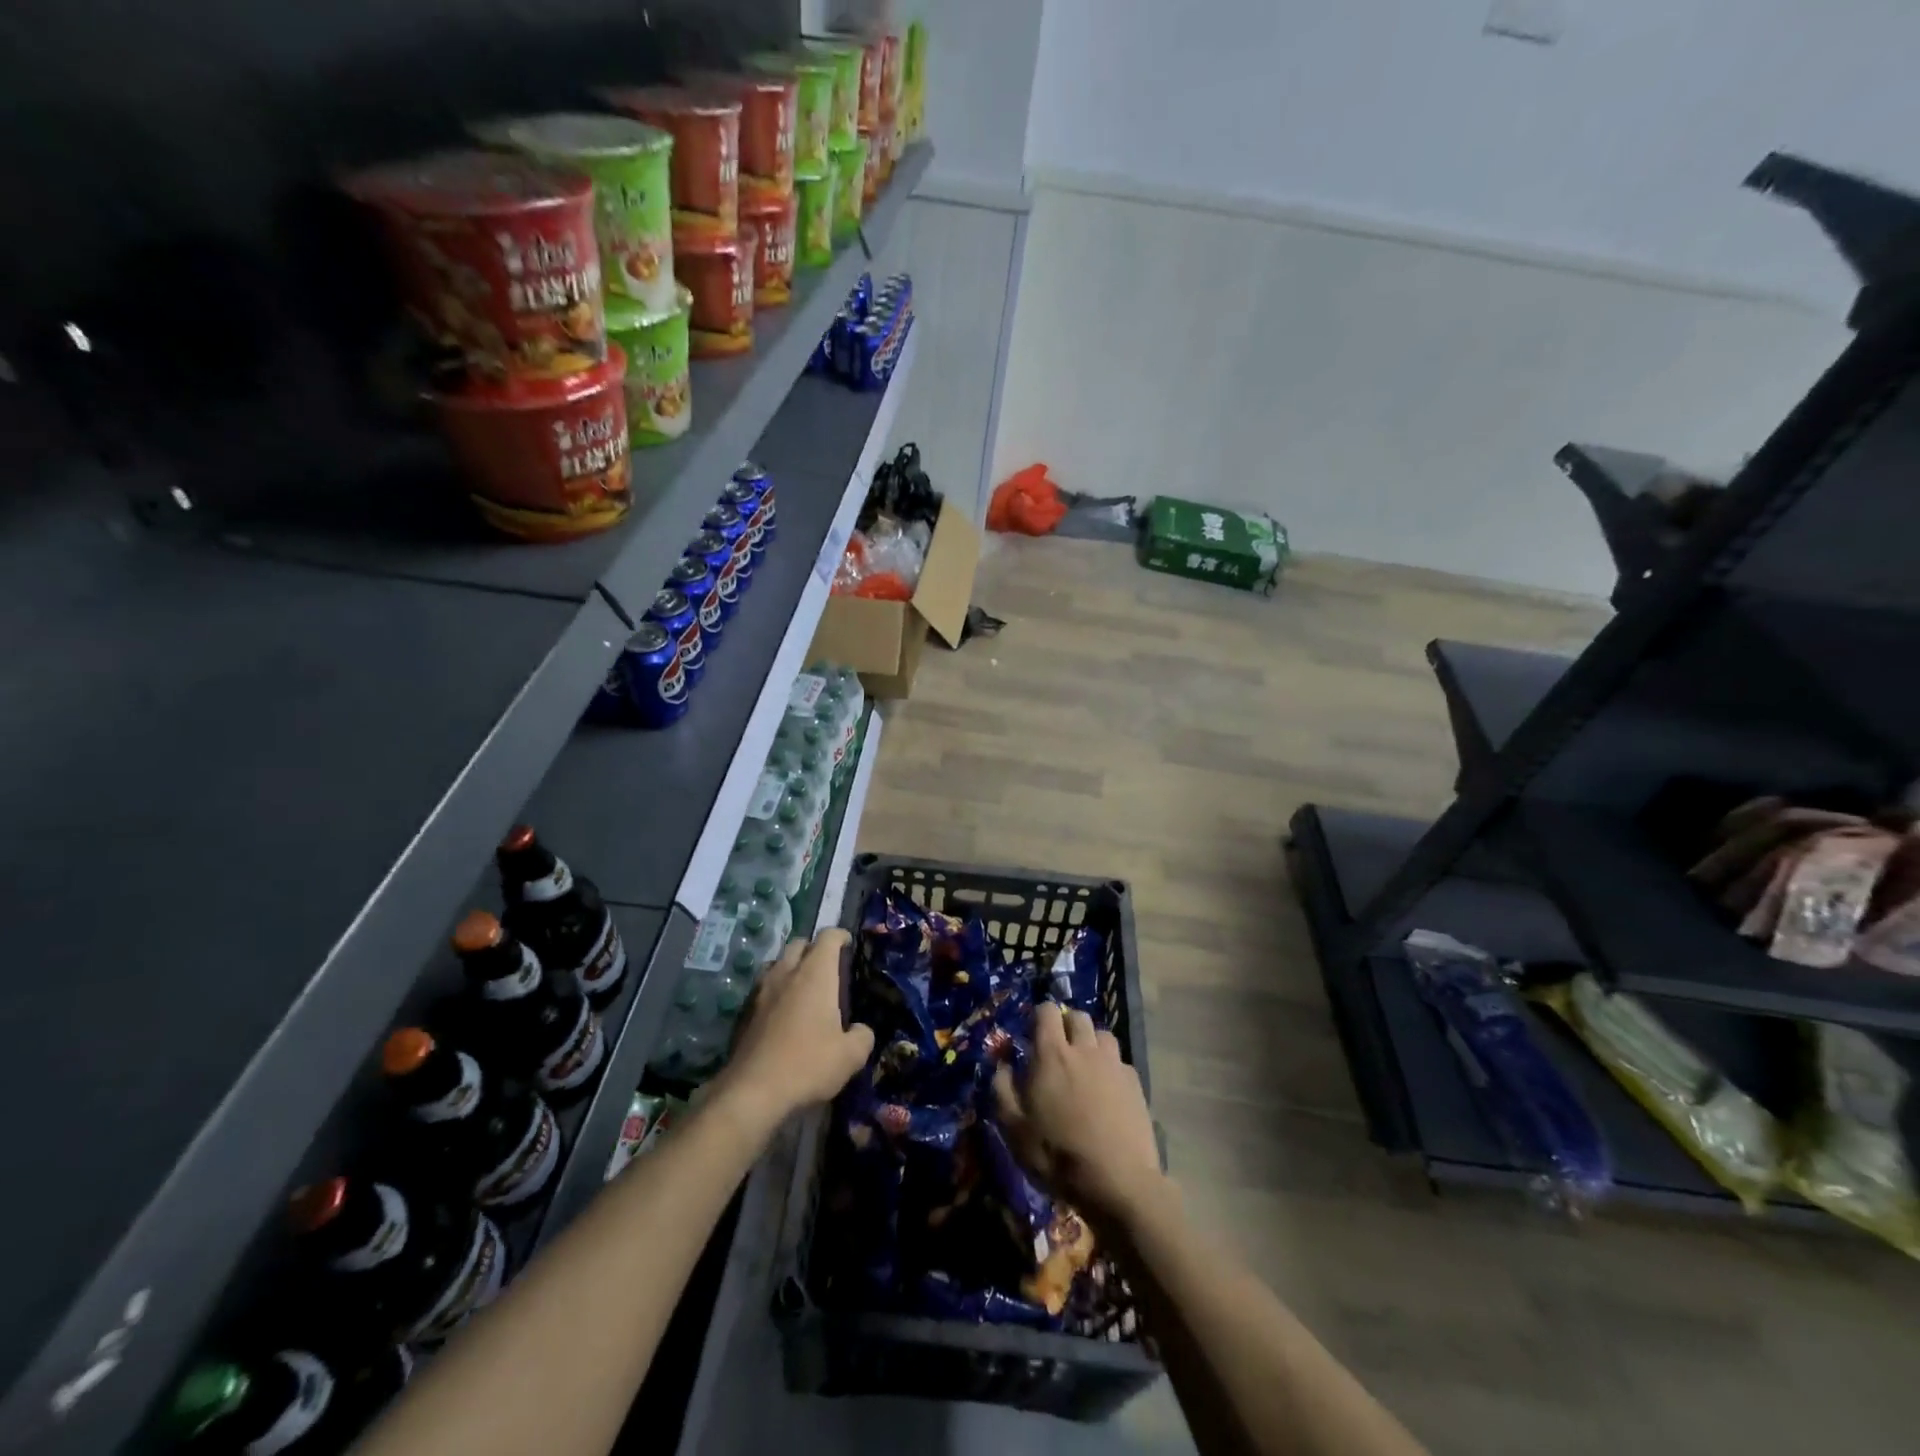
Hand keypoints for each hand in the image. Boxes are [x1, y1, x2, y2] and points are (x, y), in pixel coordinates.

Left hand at [717, 931, 873, 1127]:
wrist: (752, 1091)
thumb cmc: (808, 1064)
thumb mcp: (850, 1056)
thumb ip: (863, 1036)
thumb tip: (861, 1030)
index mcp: (815, 974)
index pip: (828, 937)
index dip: (840, 936)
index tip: (848, 944)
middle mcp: (786, 973)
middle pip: (798, 944)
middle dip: (813, 948)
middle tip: (826, 966)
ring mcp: (761, 991)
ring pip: (777, 964)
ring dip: (791, 968)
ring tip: (803, 988)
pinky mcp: (744, 1012)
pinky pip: (763, 989)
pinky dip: (775, 992)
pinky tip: (782, 1014)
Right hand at [994, 1002, 1164, 1226]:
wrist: (1118, 1181)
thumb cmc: (1057, 1154)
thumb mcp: (1014, 1128)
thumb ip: (1002, 1089)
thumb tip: (1002, 1065)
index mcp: (1052, 1054)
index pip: (1047, 1011)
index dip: (1039, 1016)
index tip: (1033, 1034)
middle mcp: (1084, 1049)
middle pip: (1078, 1016)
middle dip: (1066, 1025)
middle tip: (1059, 1049)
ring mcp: (1113, 1064)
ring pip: (1102, 1034)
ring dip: (1091, 1042)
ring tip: (1085, 1066)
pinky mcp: (1135, 1083)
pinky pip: (1120, 1061)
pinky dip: (1111, 1066)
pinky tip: (1107, 1089)